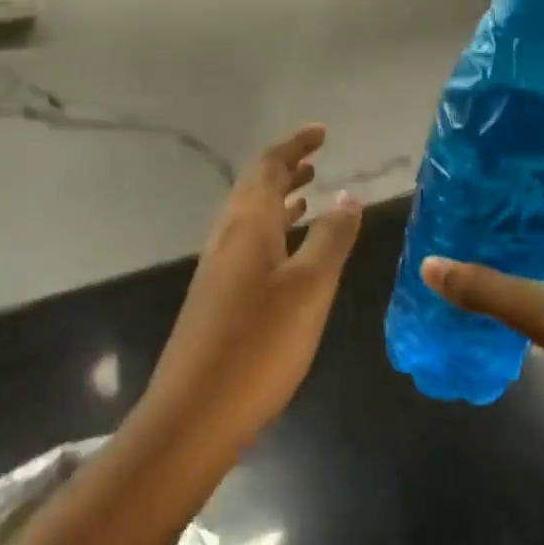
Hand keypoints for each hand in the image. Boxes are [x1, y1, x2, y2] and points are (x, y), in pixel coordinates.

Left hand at [138, 124, 362, 461]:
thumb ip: (331, 238)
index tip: (321, 132)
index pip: (268, 166)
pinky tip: (287, 251)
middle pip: (254, 187)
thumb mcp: (310, 287)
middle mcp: (227, 236)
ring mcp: (218, 267)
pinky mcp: (217, 296)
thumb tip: (348, 195)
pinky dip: (271, 231)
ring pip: (250, 216)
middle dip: (285, 168)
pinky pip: (247, 243)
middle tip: (317, 159)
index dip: (294, 145)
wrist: (195, 412)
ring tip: (308, 194)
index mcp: (247, 224)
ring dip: (278, 199)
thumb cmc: (260, 344)